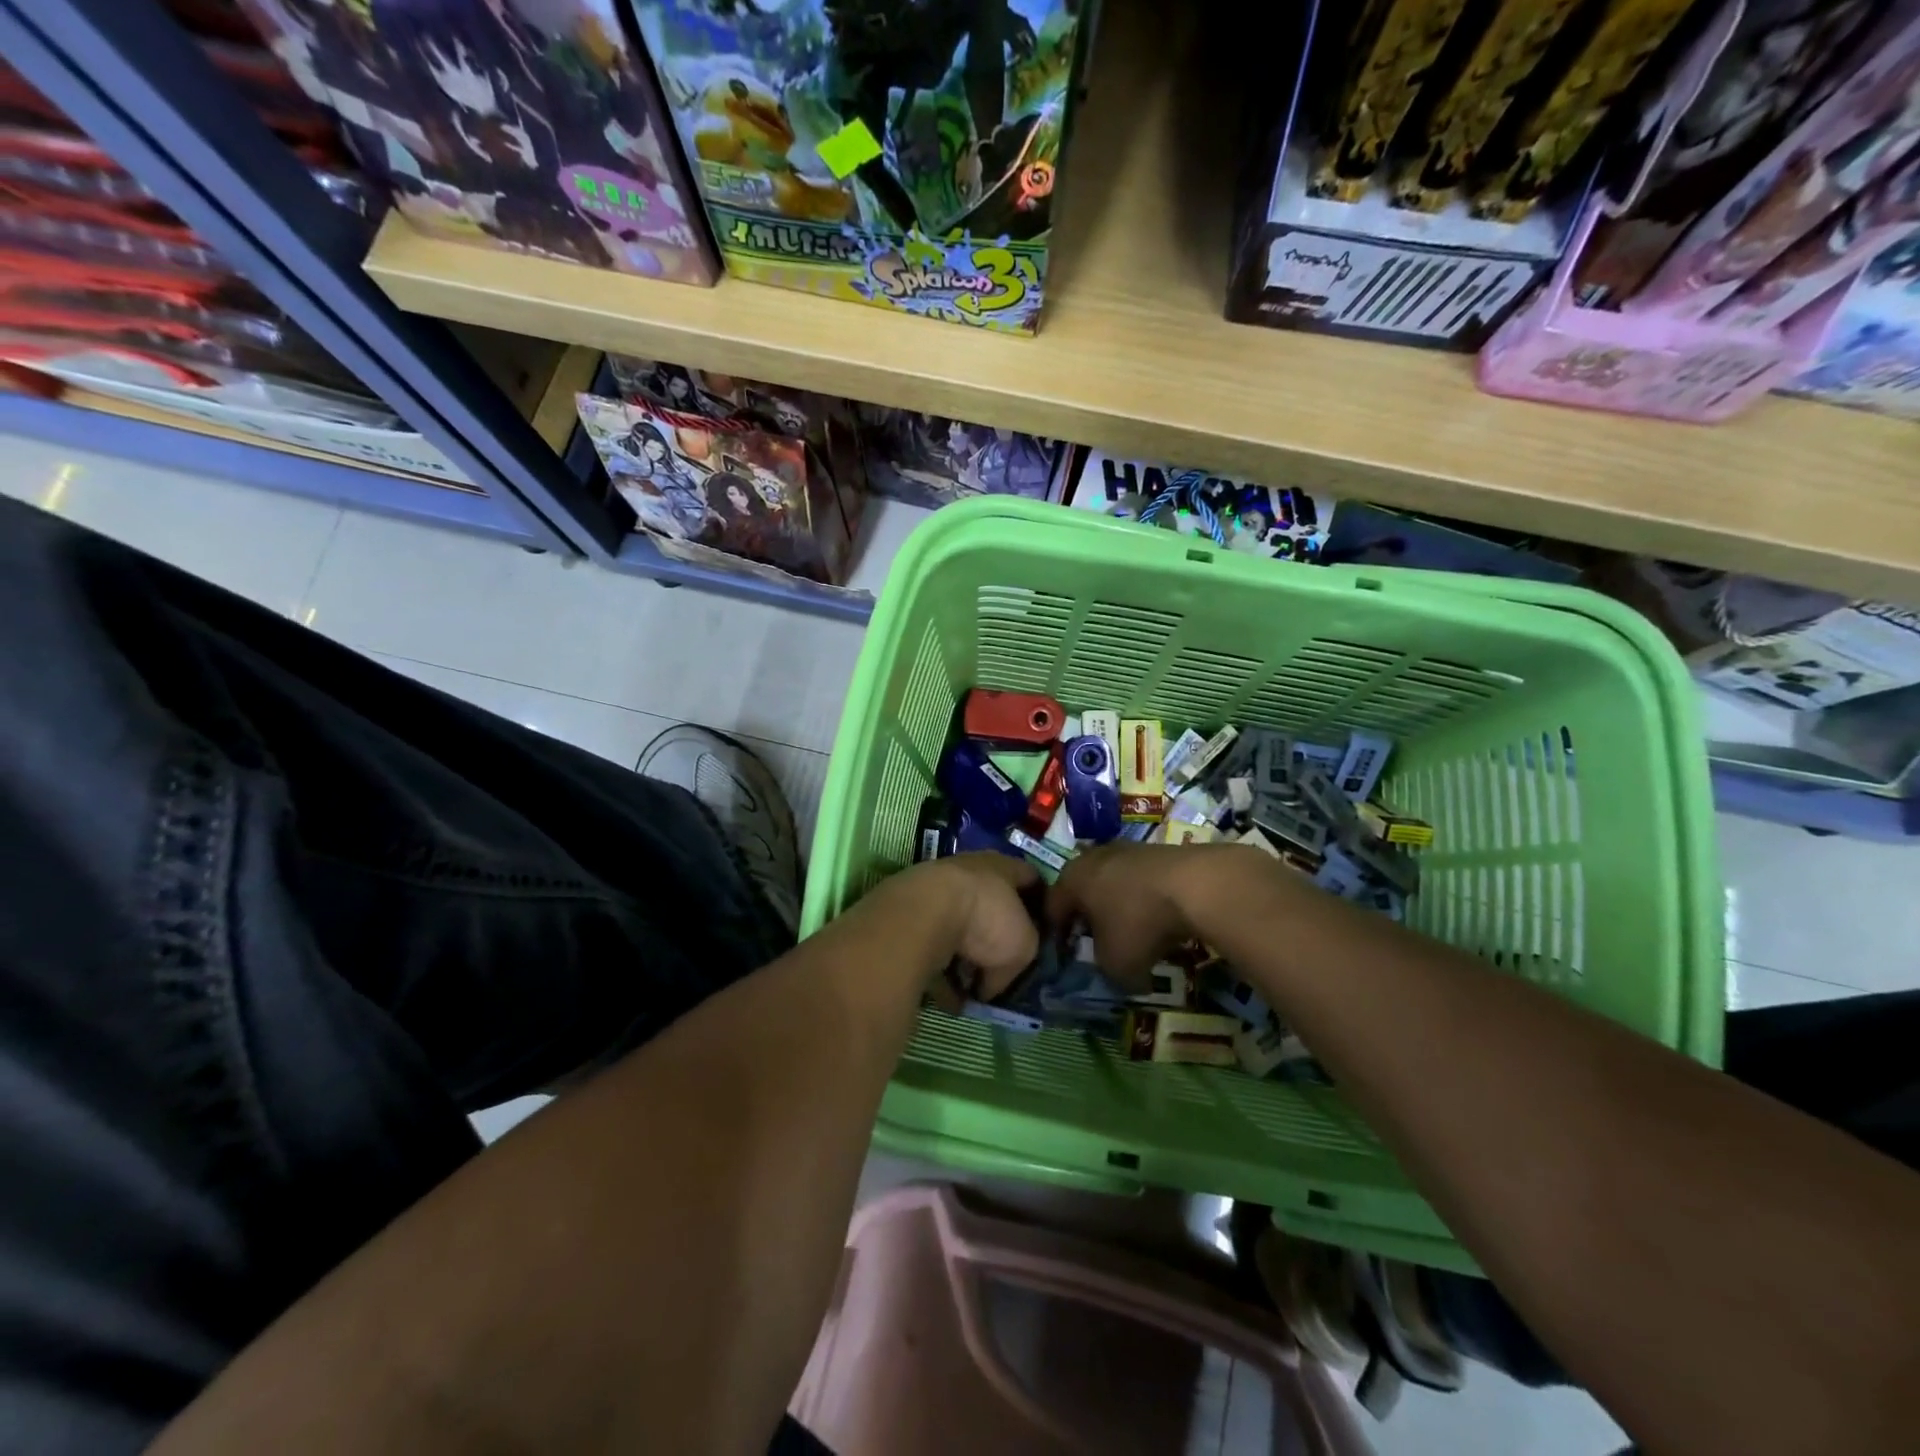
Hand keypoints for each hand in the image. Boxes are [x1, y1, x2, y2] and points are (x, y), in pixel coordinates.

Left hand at [888, 853, 1039, 1007]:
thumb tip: (990, 984)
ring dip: (965, 955)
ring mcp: (936, 890)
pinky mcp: (909, 913)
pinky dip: (939, 969)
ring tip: (970, 987)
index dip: (1042, 904)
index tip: (1046, 931)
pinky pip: (932, 945)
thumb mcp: (1023, 947)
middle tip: (1003, 966)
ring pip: (959, 926)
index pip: (1031, 878)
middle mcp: (969, 871)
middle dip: (996, 937)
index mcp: (1003, 867)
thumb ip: (1018, 961)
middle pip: (991, 903)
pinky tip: (945, 995)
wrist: (923, 914)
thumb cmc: (987, 919)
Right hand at [1048, 842, 1265, 987]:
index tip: (1067, 958)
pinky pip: (1142, 881)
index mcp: (1071, 880)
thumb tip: (1120, 977)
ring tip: (1134, 934)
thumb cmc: (1139, 923)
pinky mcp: (1158, 850)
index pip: (1052, 909)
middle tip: (1098, 944)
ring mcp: (1127, 849)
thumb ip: (1106, 973)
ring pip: (1113, 883)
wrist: (1196, 883)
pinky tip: (1162, 919)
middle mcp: (1092, 858)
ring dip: (1120, 908)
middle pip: (1083, 891)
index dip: (1057, 937)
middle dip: (1089, 918)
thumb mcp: (1116, 965)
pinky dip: (1146, 900)